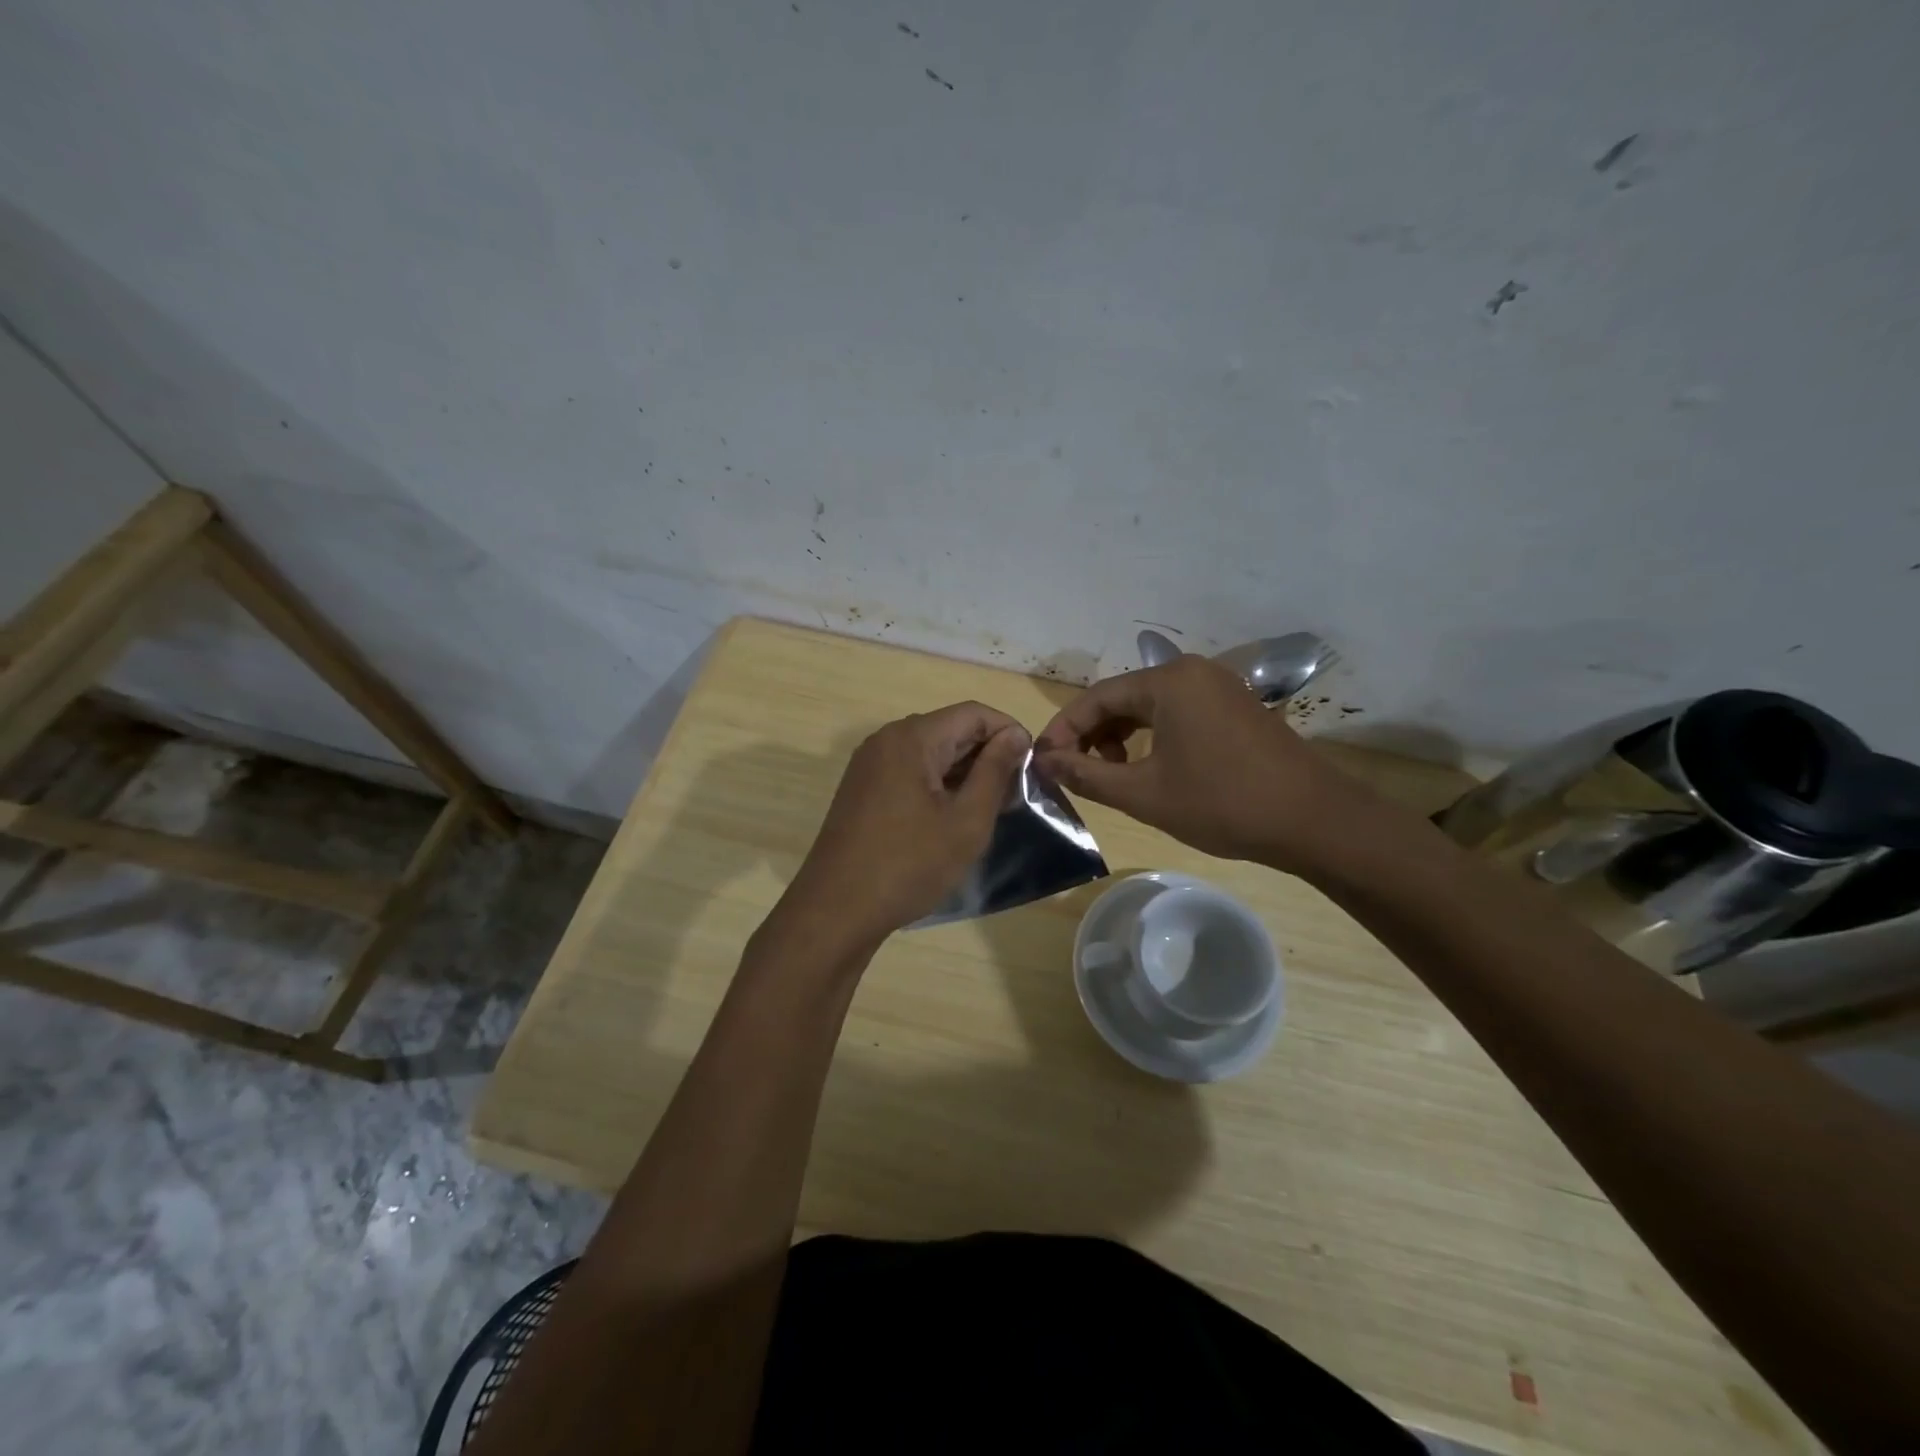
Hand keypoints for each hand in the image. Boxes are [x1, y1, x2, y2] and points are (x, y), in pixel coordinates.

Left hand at [780, 702, 1030, 950]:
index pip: (973, 714)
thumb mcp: (966, 821)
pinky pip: (909, 772)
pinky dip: (938, 785)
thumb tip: (1015, 735)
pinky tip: (953, 817)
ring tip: (991, 808)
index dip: (1009, 733)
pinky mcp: (862, 789)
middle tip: (1016, 795)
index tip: (1032, 768)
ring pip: (930, 752)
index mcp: (912, 738)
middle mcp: (886, 740)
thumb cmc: (909, 865)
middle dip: (987, 755)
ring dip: (964, 773)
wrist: (836, 911)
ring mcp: (869, 765)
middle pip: (950, 729)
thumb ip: (995, 772)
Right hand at [1033, 655, 1377, 872]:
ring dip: (1120, 738)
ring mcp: (1219, 687)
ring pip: (1150, 706)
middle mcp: (1192, 672)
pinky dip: (1152, 737)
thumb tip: (1043, 762)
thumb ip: (1086, 776)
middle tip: (1073, 772)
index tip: (1043, 763)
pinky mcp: (1235, 707)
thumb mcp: (1144, 794)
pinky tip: (1148, 768)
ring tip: (1110, 775)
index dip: (1064, 730)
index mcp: (1168, 681)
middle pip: (1123, 697)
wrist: (1314, 821)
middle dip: (1092, 735)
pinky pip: (1177, 713)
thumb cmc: (1222, 803)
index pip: (1096, 697)